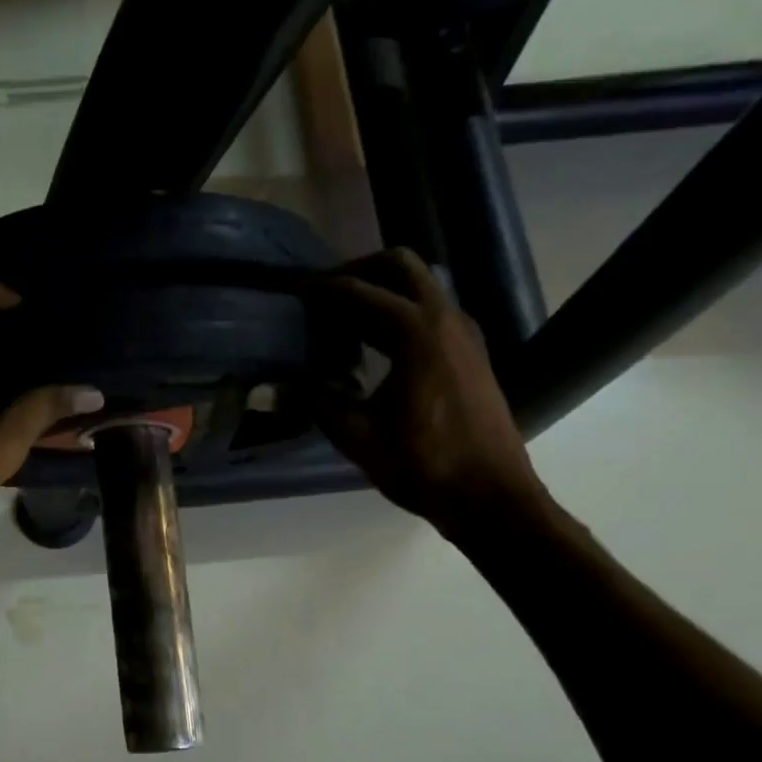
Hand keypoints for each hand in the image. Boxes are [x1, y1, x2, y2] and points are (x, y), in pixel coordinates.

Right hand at [308, 250, 545, 539]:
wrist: (491, 496)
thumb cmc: (423, 465)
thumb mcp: (358, 435)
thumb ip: (314, 402)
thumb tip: (270, 388)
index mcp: (416, 332)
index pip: (361, 292)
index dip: (324, 290)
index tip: (296, 293)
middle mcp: (445, 318)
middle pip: (400, 266)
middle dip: (358, 270)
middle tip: (324, 293)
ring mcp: (464, 333)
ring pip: (420, 286)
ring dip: (382, 290)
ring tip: (344, 318)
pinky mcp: (471, 352)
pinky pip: (431, 310)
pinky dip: (400, 311)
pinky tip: (376, 345)